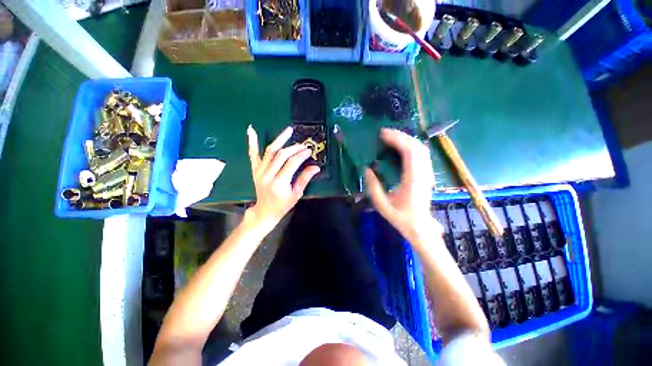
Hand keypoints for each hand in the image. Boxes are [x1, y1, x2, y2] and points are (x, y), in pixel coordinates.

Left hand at [246, 125, 320, 233]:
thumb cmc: (283, 205)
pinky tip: (251, 130)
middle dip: (294, 148)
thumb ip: (305, 178)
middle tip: (304, 145)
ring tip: (289, 130)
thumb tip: (316, 167)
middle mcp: (268, 175)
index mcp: (279, 183)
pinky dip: (252, 142)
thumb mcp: (296, 194)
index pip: (292, 163)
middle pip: (282, 155)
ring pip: (270, 151)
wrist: (265, 211)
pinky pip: (253, 154)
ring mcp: (259, 171)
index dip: (301, 155)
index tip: (309, 151)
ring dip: (280, 139)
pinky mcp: (255, 169)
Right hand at [365, 128, 442, 243]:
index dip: (397, 139)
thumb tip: (367, 169)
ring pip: (421, 149)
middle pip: (417, 146)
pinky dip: (411, 146)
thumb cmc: (400, 217)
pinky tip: (402, 147)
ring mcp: (427, 174)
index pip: (409, 152)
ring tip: (392, 137)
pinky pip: (422, 155)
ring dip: (407, 140)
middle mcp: (423, 174)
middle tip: (385, 133)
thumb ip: (373, 186)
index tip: (383, 134)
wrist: (419, 226)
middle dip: (401, 136)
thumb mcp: (381, 204)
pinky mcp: (427, 175)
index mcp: (412, 180)